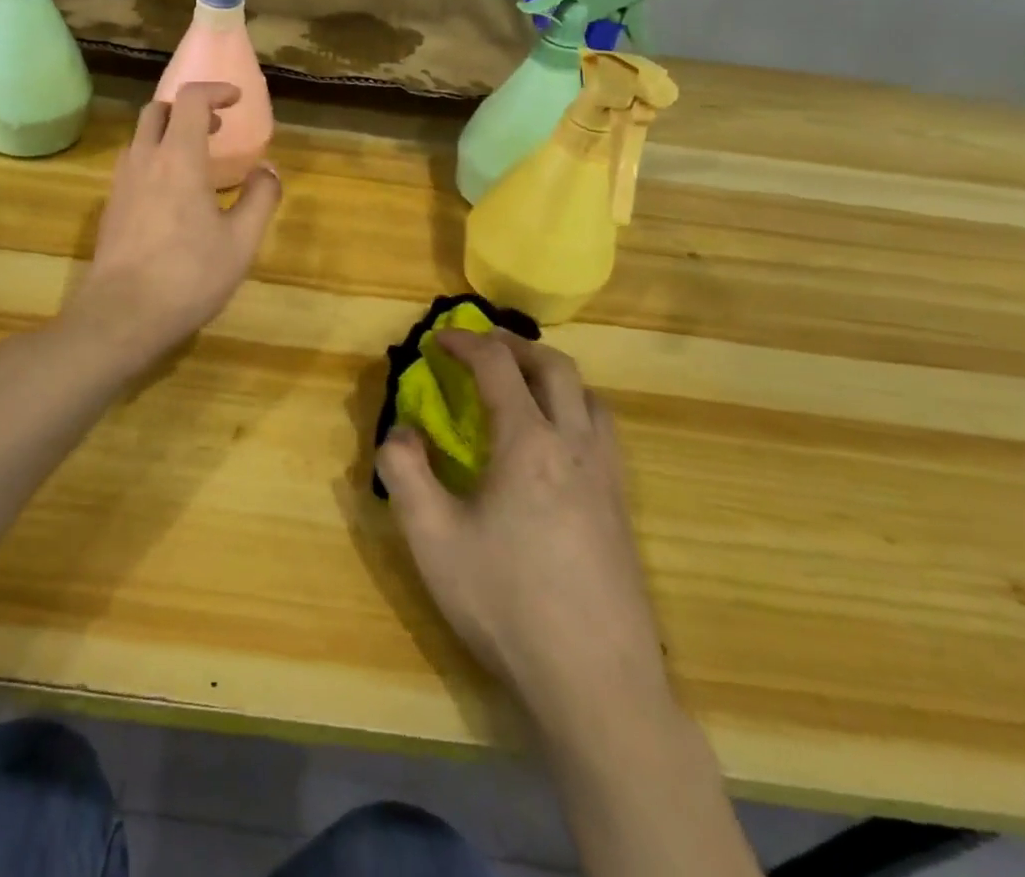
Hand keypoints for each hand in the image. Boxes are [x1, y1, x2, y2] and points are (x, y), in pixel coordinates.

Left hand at [67, 82, 281, 354]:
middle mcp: (144, 160)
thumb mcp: (240, 241)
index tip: (235, 99)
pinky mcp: (110, 208)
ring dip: (167, 133)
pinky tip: (170, 194)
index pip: (190, 100)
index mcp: (178, 158)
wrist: (122, 315)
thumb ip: (260, 199)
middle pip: (157, 110)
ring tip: (194, 159)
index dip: (214, 91)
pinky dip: (153, 159)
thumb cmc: (189, 275)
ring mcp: (121, 184)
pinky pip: (131, 165)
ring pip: (139, 138)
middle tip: (214, 128)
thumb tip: (268, 170)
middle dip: (187, 108)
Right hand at [376, 330, 670, 736]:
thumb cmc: (506, 603)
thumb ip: (405, 472)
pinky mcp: (622, 510)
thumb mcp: (432, 539)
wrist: (597, 685)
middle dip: (515, 346)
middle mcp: (575, 445)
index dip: (465, 343)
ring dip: (553, 377)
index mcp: (528, 442)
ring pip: (590, 398)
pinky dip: (576, 411)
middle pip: (555, 367)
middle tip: (482, 349)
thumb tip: (401, 431)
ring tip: (523, 389)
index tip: (438, 340)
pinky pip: (603, 433)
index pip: (497, 366)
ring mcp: (607, 478)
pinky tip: (556, 448)